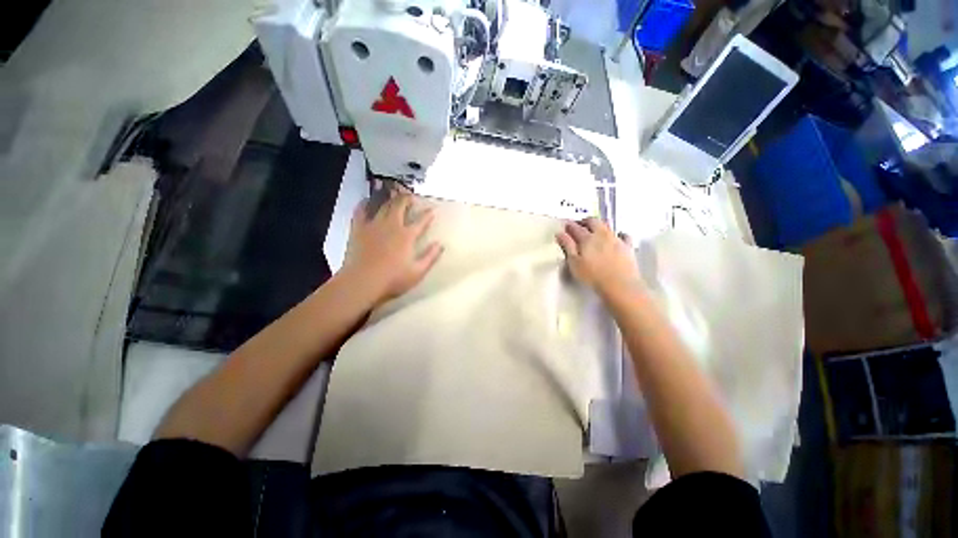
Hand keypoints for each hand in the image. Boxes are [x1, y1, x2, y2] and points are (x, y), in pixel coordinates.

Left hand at [342, 193, 443, 303]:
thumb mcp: (418, 271)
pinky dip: (364, 204)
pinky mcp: (359, 229)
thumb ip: (431, 257)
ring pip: (383, 206)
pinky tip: (366, 201)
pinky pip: (361, 211)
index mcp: (407, 236)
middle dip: (407, 199)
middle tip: (411, 197)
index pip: (421, 221)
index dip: (428, 214)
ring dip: (390, 198)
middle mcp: (392, 226)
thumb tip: (440, 244)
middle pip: (400, 206)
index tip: (432, 210)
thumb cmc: (393, 279)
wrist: (363, 281)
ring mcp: (374, 225)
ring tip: (393, 194)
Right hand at [555, 218, 641, 296]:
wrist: (620, 285)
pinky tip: (618, 237)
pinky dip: (619, 234)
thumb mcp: (574, 263)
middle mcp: (602, 235)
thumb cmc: (593, 276)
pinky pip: (624, 236)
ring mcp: (616, 240)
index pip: (576, 228)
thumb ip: (567, 246)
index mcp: (587, 238)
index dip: (569, 225)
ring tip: (595, 228)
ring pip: (607, 226)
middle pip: (593, 222)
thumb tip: (560, 233)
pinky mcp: (628, 247)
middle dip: (585, 221)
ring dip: (599, 224)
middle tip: (579, 224)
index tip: (565, 225)